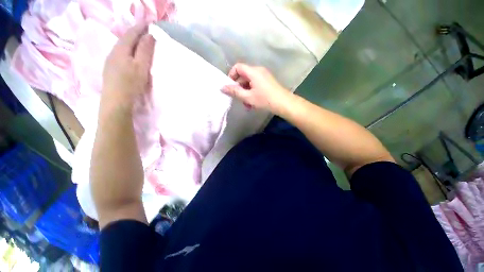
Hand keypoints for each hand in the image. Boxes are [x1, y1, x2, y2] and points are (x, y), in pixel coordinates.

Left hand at [102, 23, 154, 107]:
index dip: (141, 27)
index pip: (132, 33)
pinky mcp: (110, 68)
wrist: (116, 101)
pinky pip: (120, 54)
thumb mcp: (141, 66)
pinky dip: (128, 51)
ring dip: (132, 42)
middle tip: (147, 32)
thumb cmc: (131, 83)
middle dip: (136, 33)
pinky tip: (132, 55)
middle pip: (125, 38)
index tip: (151, 23)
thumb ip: (145, 50)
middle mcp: (113, 51)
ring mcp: (110, 60)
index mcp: (121, 49)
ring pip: (122, 46)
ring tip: (141, 43)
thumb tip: (149, 35)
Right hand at [221, 64, 292, 113]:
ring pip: (249, 82)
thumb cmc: (265, 99)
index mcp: (253, 71)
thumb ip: (234, 92)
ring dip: (245, 92)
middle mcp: (258, 71)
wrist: (283, 103)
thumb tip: (222, 87)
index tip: (230, 87)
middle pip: (243, 75)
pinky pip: (255, 84)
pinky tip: (253, 103)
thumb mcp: (248, 97)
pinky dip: (252, 92)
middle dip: (239, 87)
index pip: (238, 67)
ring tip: (247, 104)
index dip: (231, 75)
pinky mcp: (267, 82)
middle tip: (238, 99)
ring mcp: (264, 76)